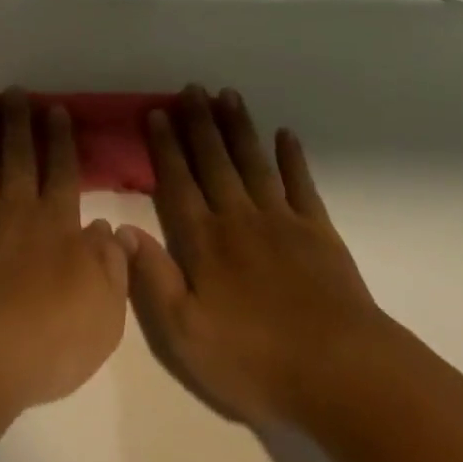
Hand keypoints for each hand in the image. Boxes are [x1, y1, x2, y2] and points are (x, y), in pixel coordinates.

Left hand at [0, 88, 128, 419]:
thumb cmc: (49, 339)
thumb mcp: (105, 312)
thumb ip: (111, 265)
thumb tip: (111, 229)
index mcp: (58, 224)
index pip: (62, 171)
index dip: (60, 139)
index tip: (56, 109)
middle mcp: (18, 208)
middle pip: (19, 154)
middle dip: (19, 120)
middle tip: (16, 91)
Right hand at [120, 85, 392, 428]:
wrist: (342, 374)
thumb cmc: (256, 360)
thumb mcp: (186, 334)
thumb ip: (152, 278)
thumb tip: (120, 231)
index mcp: (204, 241)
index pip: (178, 183)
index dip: (165, 146)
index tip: (156, 112)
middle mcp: (238, 218)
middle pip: (214, 161)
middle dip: (200, 123)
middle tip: (191, 88)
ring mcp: (281, 221)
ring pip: (253, 162)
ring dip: (239, 127)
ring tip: (227, 94)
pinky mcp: (318, 232)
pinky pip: (301, 184)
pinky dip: (292, 158)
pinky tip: (285, 134)